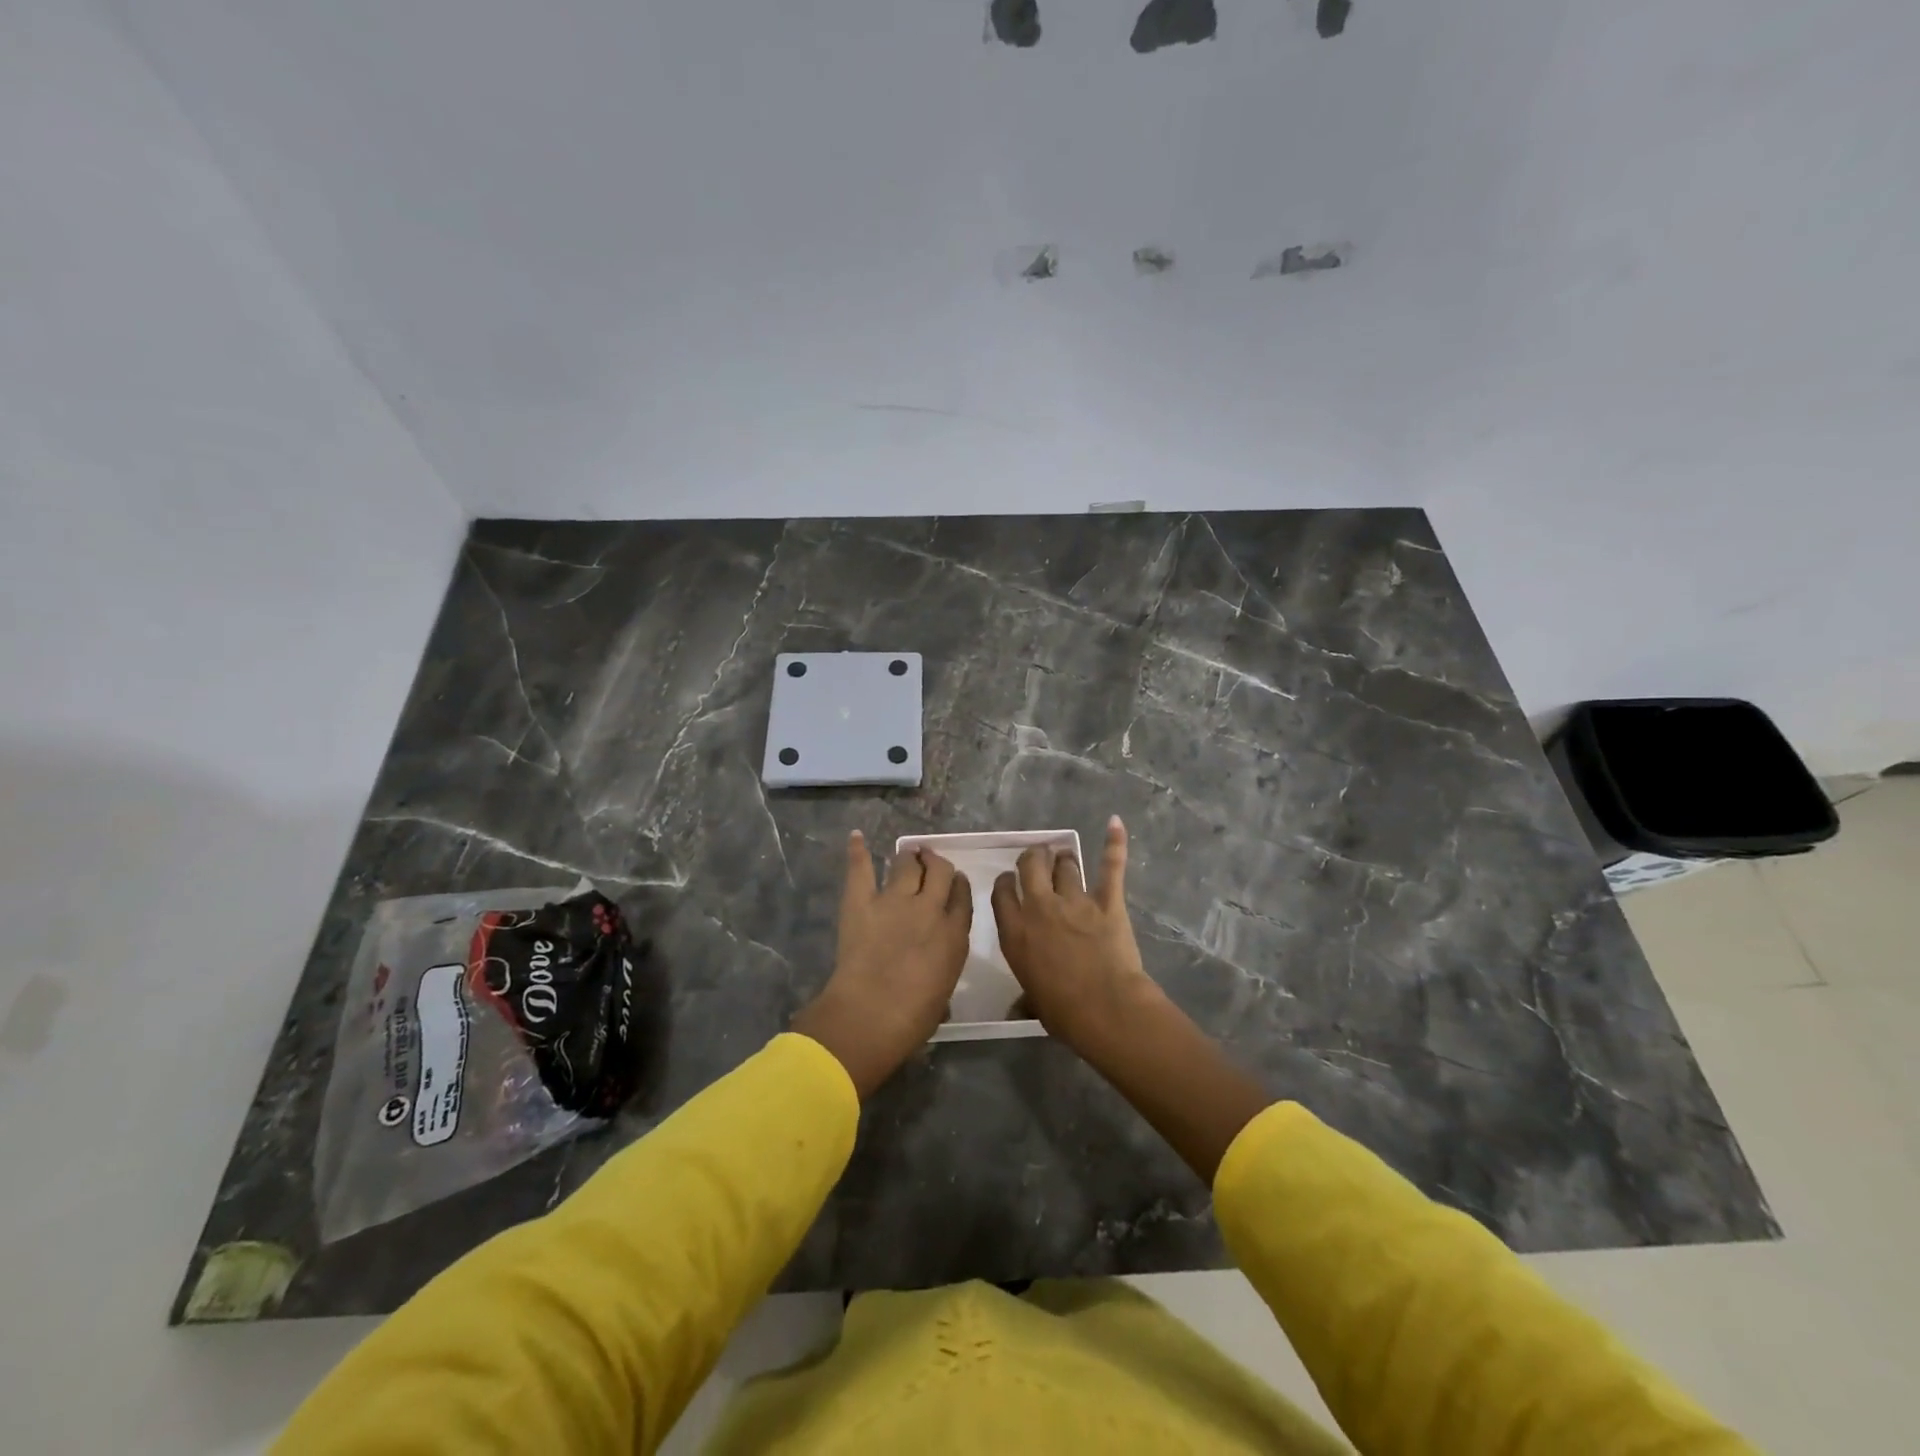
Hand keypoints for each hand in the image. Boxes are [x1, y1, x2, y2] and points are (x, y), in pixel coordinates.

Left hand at [791, 831, 971, 1097]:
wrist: (871, 1015)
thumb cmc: (912, 1019)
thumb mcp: (942, 997)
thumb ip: (942, 975)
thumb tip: (937, 984)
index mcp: (954, 935)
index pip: (962, 897)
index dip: (958, 884)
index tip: (955, 881)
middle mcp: (929, 909)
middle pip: (939, 872)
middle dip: (936, 863)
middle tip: (930, 861)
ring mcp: (895, 901)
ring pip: (906, 865)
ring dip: (909, 857)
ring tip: (908, 853)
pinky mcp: (862, 901)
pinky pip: (861, 870)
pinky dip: (858, 852)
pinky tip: (856, 837)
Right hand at [992, 816, 1161, 1055]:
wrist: (1105, 1008)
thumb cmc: (1063, 1012)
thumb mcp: (1033, 1002)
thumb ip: (1025, 996)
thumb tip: (1017, 1009)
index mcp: (1015, 932)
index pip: (1002, 892)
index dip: (1006, 882)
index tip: (1010, 881)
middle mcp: (1040, 908)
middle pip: (1031, 866)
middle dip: (1032, 858)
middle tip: (1037, 859)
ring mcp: (1075, 901)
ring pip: (1066, 865)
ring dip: (1064, 859)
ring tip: (1065, 856)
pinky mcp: (1108, 901)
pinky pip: (1110, 866)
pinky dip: (1114, 843)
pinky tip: (1115, 822)